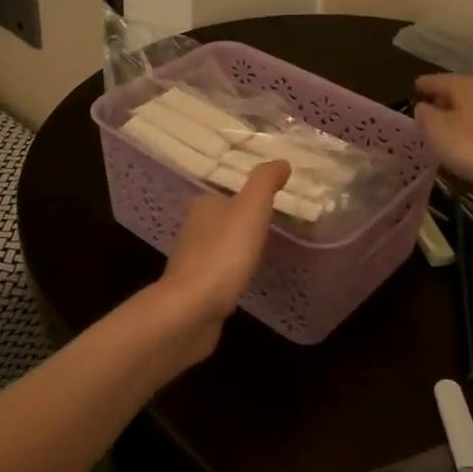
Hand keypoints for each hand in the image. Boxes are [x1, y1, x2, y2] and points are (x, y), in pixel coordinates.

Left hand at [150, 161, 289, 360]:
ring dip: (235, 246)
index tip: (267, 199)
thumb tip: (281, 161)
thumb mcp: (250, 209)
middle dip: (239, 220)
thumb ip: (265, 182)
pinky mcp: (196, 290)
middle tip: (271, 222)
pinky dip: (231, 272)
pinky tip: (245, 277)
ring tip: (263, 249)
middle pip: (219, 219)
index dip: (243, 194)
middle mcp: (192, 230)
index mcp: (202, 206)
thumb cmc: (223, 253)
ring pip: (218, 246)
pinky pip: (218, 274)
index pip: (222, 192)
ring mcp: (192, 262)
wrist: (191, 310)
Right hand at [413, 74, 472, 197]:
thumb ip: (425, 115)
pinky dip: (469, 129)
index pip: (438, 80)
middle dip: (441, 100)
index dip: (424, 84)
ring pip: (471, 108)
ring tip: (441, 127)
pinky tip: (463, 141)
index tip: (414, 86)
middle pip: (457, 92)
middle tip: (425, 109)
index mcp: (466, 85)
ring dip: (456, 116)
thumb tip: (423, 107)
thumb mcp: (437, 130)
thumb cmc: (472, 145)